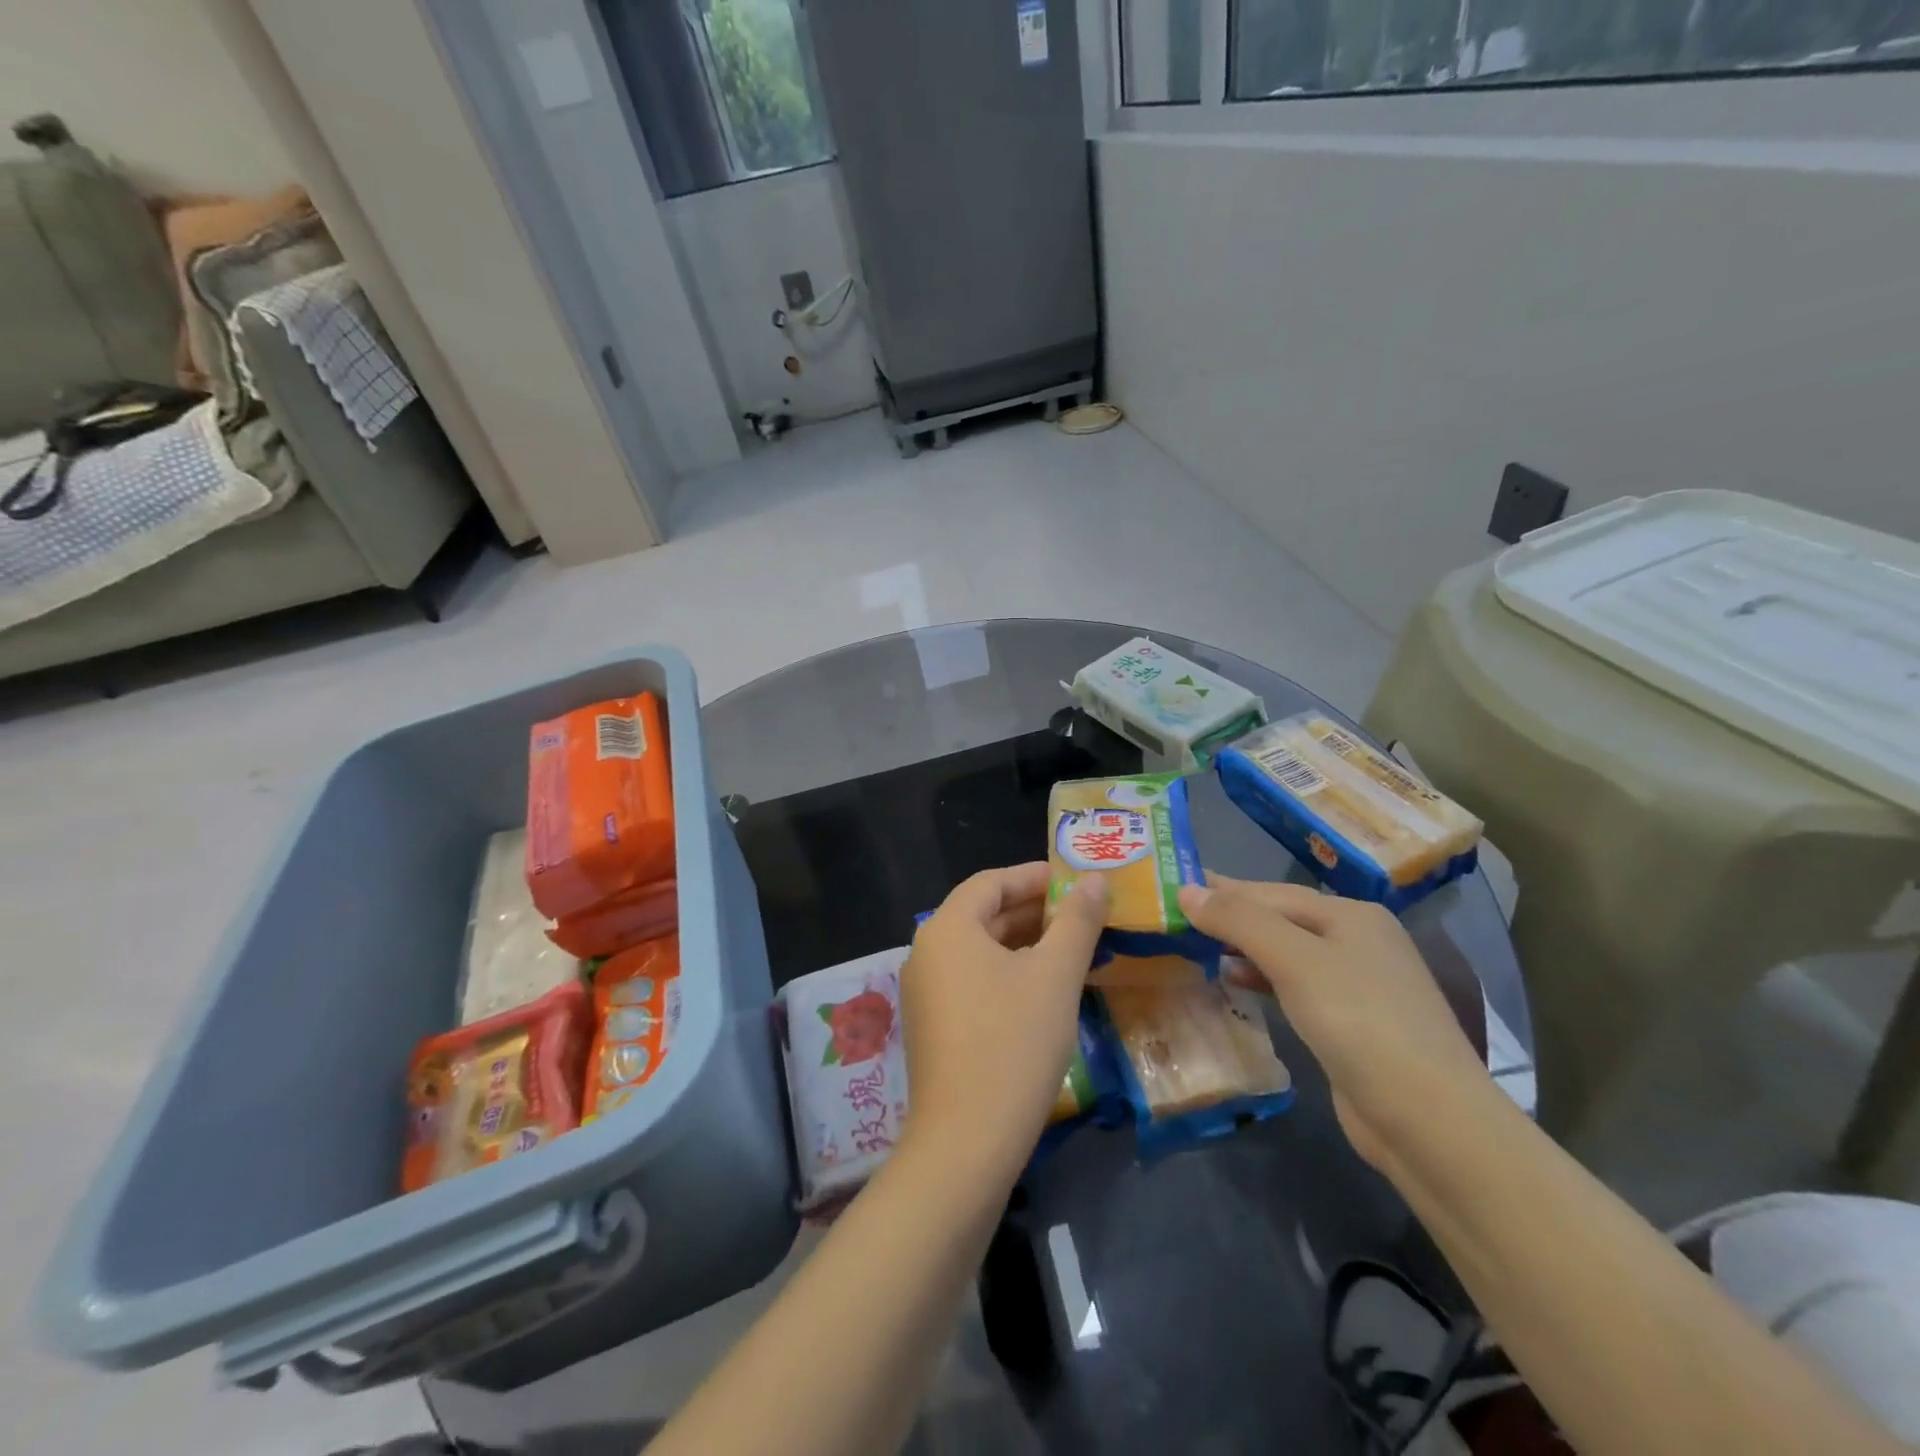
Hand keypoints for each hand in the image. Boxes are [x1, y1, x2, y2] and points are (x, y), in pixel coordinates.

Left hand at [900, 863, 1107, 1179]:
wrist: (966, 1142)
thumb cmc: (1013, 1043)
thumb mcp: (1055, 975)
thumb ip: (1077, 921)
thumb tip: (1095, 880)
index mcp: (948, 927)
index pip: (992, 882)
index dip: (1036, 876)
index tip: (1078, 882)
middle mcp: (927, 952)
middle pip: (984, 914)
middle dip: (1035, 911)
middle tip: (1084, 915)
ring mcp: (925, 992)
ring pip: (980, 951)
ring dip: (1025, 944)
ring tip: (1073, 949)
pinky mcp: (933, 1027)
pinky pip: (973, 981)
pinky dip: (1008, 974)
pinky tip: (1044, 991)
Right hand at [1178, 877, 1489, 1172]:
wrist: (1428, 1120)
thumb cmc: (1358, 1021)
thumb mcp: (1293, 960)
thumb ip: (1239, 920)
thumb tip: (1187, 890)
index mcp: (1352, 915)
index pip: (1271, 892)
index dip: (1222, 888)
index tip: (1175, 883)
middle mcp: (1359, 941)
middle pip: (1281, 920)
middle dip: (1231, 917)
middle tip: (1177, 914)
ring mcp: (1359, 985)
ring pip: (1287, 954)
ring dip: (1242, 948)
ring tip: (1196, 946)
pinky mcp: (1352, 1025)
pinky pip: (1295, 987)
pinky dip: (1262, 979)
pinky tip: (1235, 984)